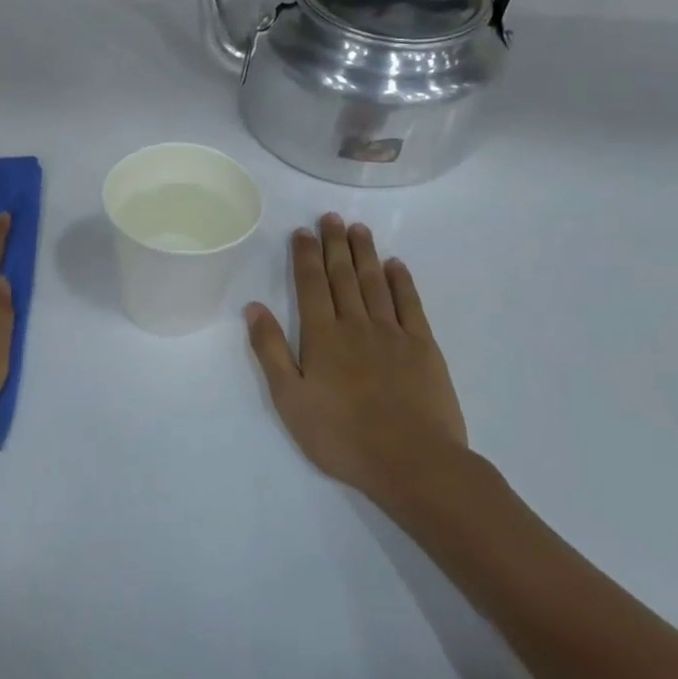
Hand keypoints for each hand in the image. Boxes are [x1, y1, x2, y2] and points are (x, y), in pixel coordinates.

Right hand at [244, 214, 471, 508]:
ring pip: (375, 283)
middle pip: (343, 276)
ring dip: (365, 254)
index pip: (310, 285)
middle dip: (334, 244)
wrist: (412, 461)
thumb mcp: (290, 400)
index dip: (305, 256)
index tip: (303, 231)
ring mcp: (393, 334)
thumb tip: (253, 307)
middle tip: (331, 217)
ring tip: (358, 229)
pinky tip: (396, 265)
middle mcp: (356, 325)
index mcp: (322, 337)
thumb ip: (271, 351)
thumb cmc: (341, 436)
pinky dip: (401, 282)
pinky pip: (410, 304)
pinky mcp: (423, 347)